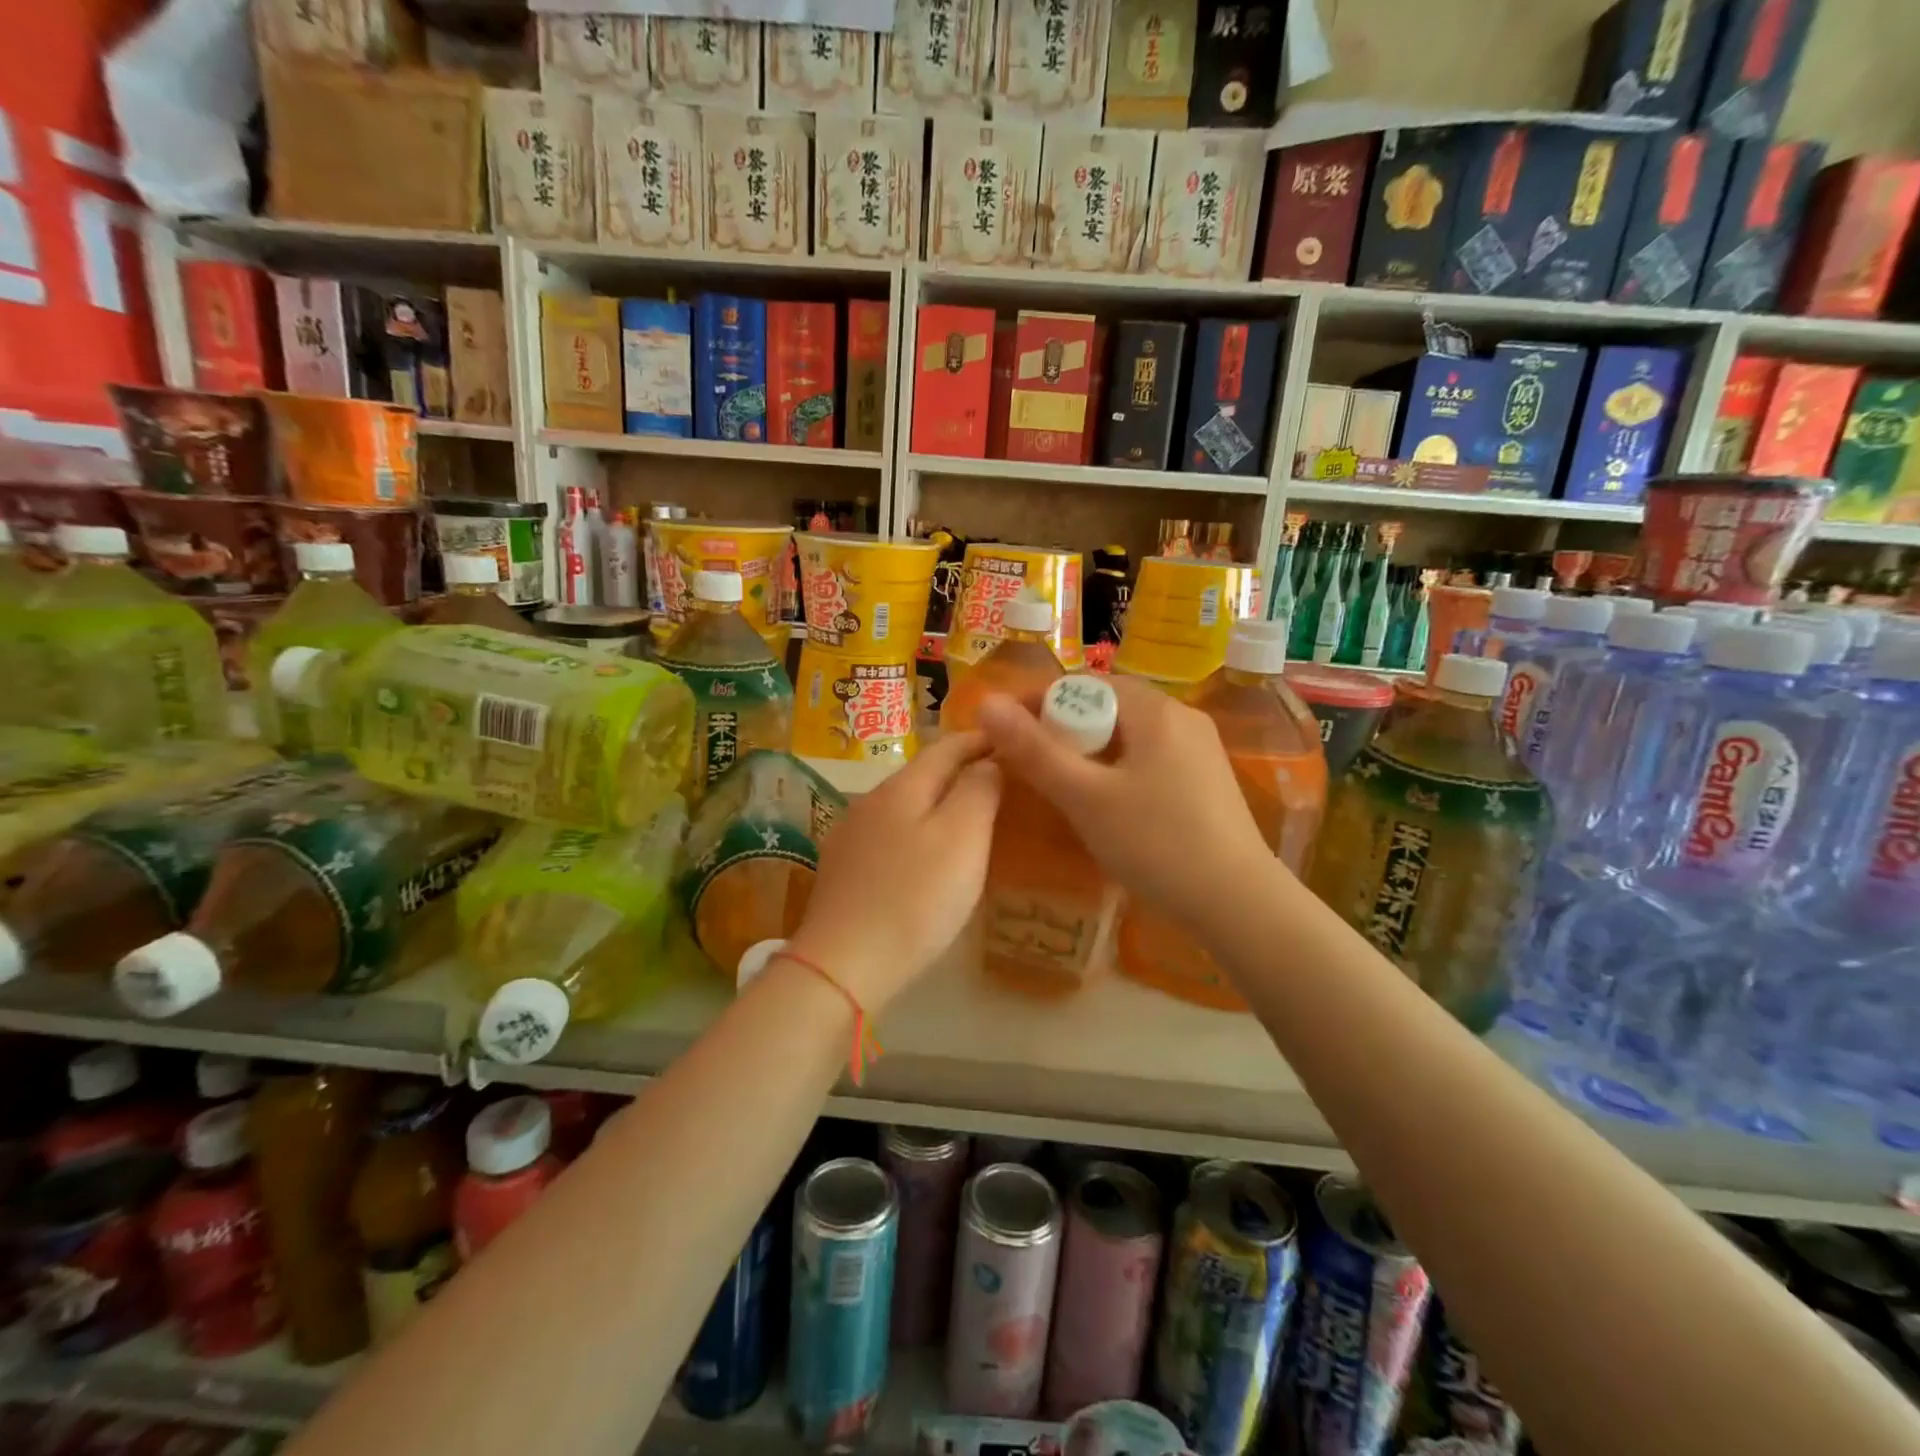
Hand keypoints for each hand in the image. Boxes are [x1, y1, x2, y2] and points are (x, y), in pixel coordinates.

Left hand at [788, 731, 1000, 1013]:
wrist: (843, 964)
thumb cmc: (914, 898)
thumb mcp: (962, 838)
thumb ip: (979, 790)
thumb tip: (988, 761)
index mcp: (902, 787)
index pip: (946, 746)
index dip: (980, 740)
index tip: (1012, 742)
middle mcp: (871, 801)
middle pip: (922, 773)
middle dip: (960, 769)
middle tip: (999, 779)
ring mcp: (851, 835)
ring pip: (904, 804)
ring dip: (938, 802)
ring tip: (970, 816)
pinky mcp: (843, 869)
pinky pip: (890, 834)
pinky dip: (917, 832)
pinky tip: (927, 854)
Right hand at [974, 677, 1274, 925]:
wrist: (1239, 903)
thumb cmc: (1156, 844)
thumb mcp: (1085, 797)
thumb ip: (1034, 750)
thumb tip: (986, 703)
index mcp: (1155, 710)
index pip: (1083, 684)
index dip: (1038, 702)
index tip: (1006, 734)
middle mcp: (1182, 717)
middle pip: (1107, 707)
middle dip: (1063, 728)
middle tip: (1031, 765)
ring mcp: (1199, 748)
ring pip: (1128, 734)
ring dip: (1089, 751)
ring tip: (1062, 786)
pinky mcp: (1206, 778)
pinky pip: (1149, 756)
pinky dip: (1117, 768)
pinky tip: (1108, 804)